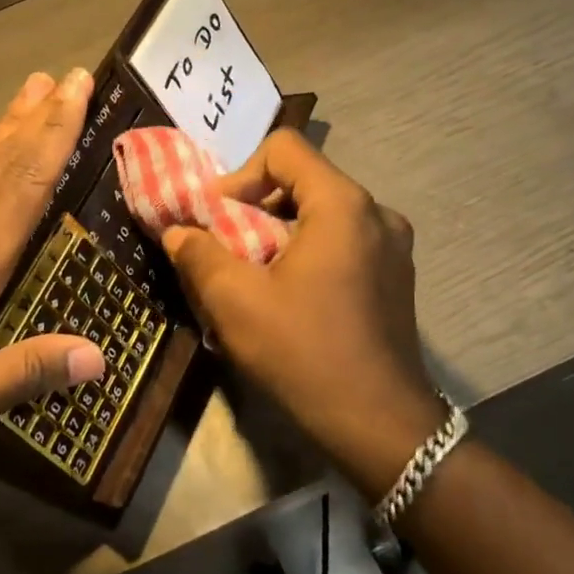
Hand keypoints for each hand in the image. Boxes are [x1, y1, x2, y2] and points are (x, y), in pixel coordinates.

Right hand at [161, 129, 444, 491]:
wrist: (380, 424)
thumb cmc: (304, 352)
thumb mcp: (236, 302)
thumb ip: (199, 254)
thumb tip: (178, 231)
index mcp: (342, 205)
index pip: (284, 149)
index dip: (240, 174)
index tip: (217, 217)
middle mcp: (377, 213)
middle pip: (303, 180)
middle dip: (255, 207)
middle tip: (227, 247)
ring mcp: (394, 246)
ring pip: (323, 214)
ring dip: (281, 232)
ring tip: (255, 274)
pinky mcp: (396, 277)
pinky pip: (343, 242)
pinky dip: (309, 252)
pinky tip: (291, 296)